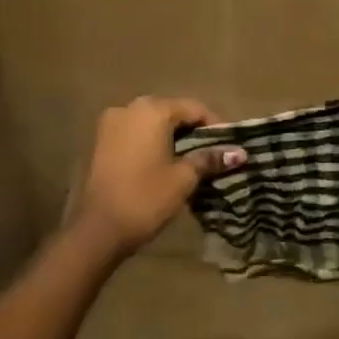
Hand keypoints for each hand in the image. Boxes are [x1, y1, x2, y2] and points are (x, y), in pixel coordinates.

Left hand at [69, 98, 244, 255]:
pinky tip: (164, 163)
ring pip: (152, 123)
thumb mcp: (184, 177)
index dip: (216, 126)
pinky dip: (153, 143)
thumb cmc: (146, 197)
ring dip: (173, 138)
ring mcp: (111, 124)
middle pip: (172, 112)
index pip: (194, 108)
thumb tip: (241, 153)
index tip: (229, 147)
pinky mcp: (101, 142)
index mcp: (152, 110)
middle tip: (213, 154)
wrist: (98, 230)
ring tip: (191, 161)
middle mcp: (129, 108)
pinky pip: (136, 134)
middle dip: (194, 131)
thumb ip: (210, 158)